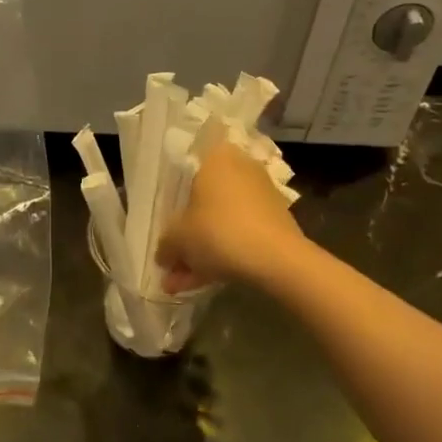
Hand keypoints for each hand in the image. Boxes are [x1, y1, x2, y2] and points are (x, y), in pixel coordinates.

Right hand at [156, 143, 306, 291]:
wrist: (277, 259)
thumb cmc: (218, 232)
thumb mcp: (178, 239)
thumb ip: (165, 244)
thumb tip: (164, 254)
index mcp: (216, 158)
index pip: (186, 168)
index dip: (172, 198)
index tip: (165, 223)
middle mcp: (240, 168)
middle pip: (203, 201)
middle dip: (186, 236)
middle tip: (171, 262)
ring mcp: (260, 194)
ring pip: (221, 221)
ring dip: (201, 251)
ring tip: (180, 283)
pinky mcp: (275, 220)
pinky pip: (239, 232)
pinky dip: (222, 253)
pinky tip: (203, 282)